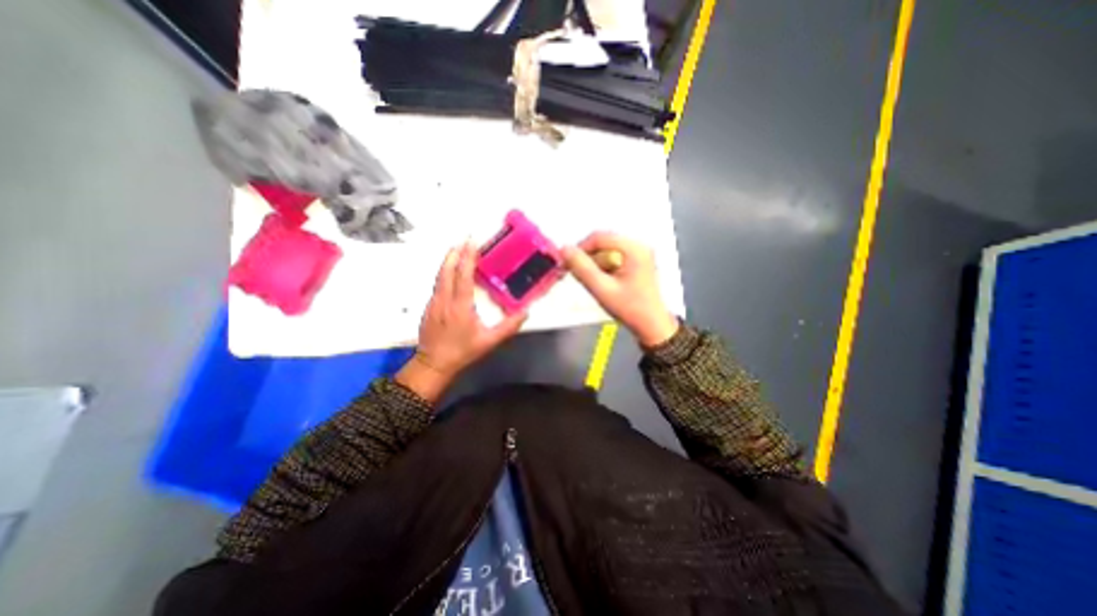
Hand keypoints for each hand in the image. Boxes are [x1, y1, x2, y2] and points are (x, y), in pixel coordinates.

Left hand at [399, 241, 525, 399]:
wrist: (433, 364)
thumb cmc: (462, 352)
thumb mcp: (489, 342)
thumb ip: (508, 327)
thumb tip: (525, 313)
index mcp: (460, 306)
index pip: (463, 276)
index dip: (467, 258)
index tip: (472, 243)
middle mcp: (444, 300)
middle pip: (447, 270)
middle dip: (455, 253)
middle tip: (463, 239)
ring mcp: (434, 302)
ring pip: (439, 275)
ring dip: (448, 260)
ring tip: (456, 249)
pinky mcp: (428, 306)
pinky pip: (437, 284)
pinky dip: (443, 272)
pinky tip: (449, 271)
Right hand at [565, 231, 678, 348]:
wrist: (652, 325)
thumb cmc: (629, 308)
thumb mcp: (602, 289)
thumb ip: (582, 268)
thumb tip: (564, 249)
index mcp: (634, 249)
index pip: (599, 238)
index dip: (580, 248)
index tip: (567, 264)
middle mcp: (638, 245)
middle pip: (604, 242)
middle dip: (587, 257)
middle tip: (575, 274)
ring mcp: (639, 253)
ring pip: (607, 250)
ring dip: (594, 263)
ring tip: (590, 281)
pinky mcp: (637, 262)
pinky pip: (614, 257)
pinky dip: (603, 267)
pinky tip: (601, 281)